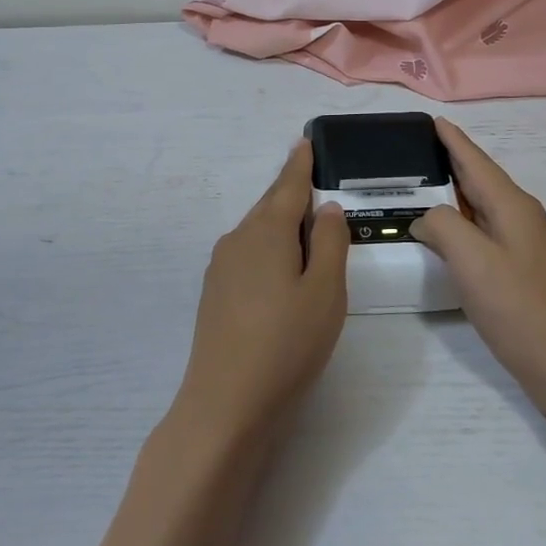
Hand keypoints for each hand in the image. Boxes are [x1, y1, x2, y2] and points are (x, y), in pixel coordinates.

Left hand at [172, 140, 349, 444]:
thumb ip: (331, 243)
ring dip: (280, 222)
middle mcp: (238, 240)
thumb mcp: (325, 292)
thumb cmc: (287, 344)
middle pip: (270, 206)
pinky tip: (280, 265)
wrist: (226, 403)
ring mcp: (221, 267)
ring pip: (257, 231)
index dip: (300, 164)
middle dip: (290, 190)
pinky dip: (269, 247)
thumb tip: (326, 208)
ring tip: (305, 222)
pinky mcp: (215, 293)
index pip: (288, 186)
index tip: (305, 141)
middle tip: (310, 175)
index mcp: (266, 232)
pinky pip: (248, 253)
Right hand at [412, 118, 545, 422]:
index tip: (434, 121)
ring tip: (426, 191)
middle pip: (483, 183)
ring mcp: (532, 249)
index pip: (477, 163)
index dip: (454, 142)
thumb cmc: (522, 311)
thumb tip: (428, 218)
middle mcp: (526, 220)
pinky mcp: (530, 275)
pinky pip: (491, 235)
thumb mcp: (472, 261)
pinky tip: (453, 239)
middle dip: (453, 165)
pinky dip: (467, 226)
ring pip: (487, 210)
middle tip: (418, 154)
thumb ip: (443, 227)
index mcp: (514, 208)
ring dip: (459, 197)